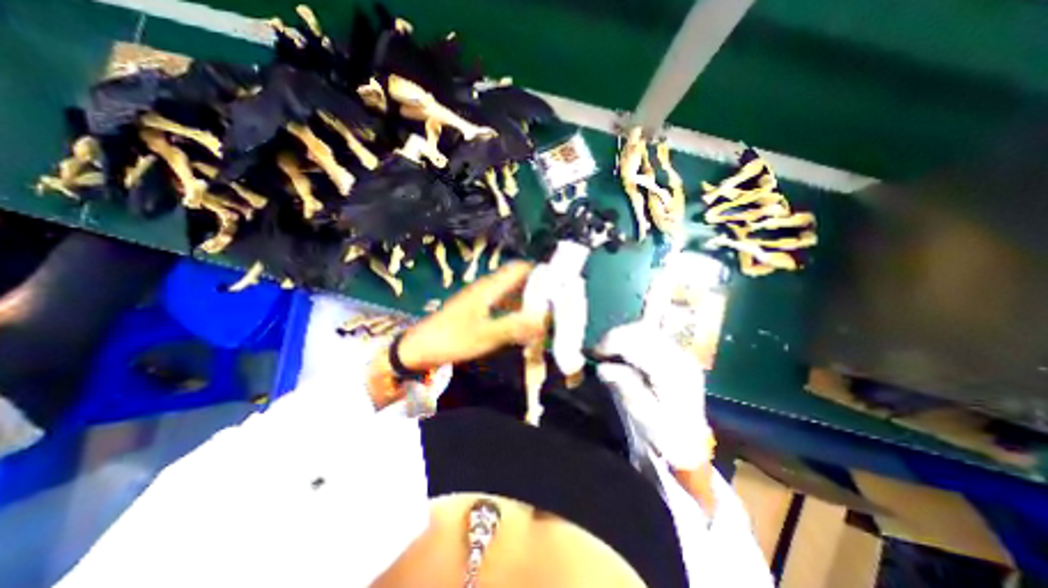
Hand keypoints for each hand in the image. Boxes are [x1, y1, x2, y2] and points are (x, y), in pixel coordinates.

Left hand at [397, 262, 548, 368]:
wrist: (418, 348)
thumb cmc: (450, 339)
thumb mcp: (484, 335)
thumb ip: (514, 326)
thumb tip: (544, 319)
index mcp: (489, 287)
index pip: (520, 268)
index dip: (540, 271)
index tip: (560, 283)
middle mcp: (487, 287)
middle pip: (518, 279)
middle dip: (538, 287)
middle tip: (557, 302)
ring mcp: (482, 298)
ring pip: (511, 292)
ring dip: (528, 299)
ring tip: (545, 313)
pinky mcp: (477, 309)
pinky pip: (503, 303)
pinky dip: (516, 309)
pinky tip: (523, 323)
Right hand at [598, 322, 711, 472]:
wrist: (689, 444)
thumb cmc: (664, 435)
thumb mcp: (642, 416)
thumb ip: (625, 388)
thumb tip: (603, 367)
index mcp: (673, 373)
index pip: (641, 343)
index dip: (613, 342)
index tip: (595, 353)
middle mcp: (681, 357)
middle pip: (643, 331)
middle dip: (616, 336)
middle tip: (599, 351)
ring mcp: (681, 354)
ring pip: (647, 329)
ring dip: (623, 336)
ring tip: (609, 351)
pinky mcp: (677, 355)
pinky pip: (651, 336)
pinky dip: (632, 339)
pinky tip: (624, 351)